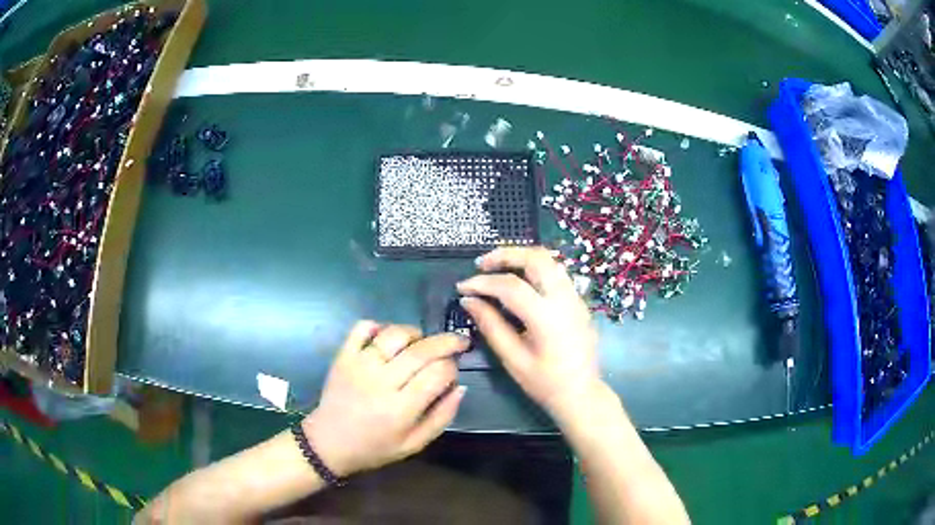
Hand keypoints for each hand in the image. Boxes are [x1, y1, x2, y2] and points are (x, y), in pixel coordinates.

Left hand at [303, 322, 467, 476]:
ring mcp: (359, 365)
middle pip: (421, 350)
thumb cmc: (375, 447)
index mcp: (400, 408)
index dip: (452, 368)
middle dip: (447, 342)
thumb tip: (460, 387)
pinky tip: (387, 338)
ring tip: (422, 343)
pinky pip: (362, 327)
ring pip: (394, 334)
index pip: (438, 373)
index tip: (453, 372)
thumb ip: (442, 417)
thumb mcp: (415, 444)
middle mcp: (380, 381)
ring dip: (415, 333)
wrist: (329, 443)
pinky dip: (378, 326)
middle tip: (458, 341)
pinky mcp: (343, 356)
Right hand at [457, 247, 601, 423]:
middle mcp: (565, 299)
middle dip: (506, 255)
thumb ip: (491, 326)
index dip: (483, 283)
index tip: (462, 287)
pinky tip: (519, 280)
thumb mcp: (513, 359)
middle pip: (537, 258)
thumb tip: (469, 301)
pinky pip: (556, 273)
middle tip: (482, 264)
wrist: (581, 394)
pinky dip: (534, 268)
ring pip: (550, 261)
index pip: (511, 286)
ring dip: (522, 257)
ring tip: (498, 267)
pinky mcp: (579, 301)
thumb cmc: (545, 383)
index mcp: (547, 317)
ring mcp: (576, 298)